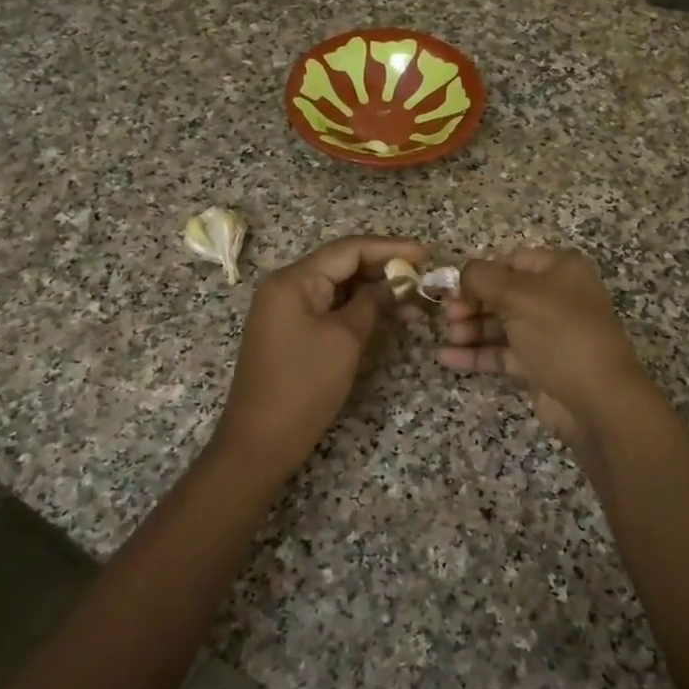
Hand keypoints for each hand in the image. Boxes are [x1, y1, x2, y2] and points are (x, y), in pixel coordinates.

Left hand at [211, 234, 427, 482]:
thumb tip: (398, 282)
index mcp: (293, 280)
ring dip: (373, 289)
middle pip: (341, 264)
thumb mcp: (345, 339)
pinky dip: (357, 307)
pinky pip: (328, 307)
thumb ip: (372, 303)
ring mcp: (285, 309)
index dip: (390, 248)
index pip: (348, 249)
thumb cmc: (304, 386)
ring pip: (337, 286)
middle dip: (383, 268)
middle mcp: (286, 286)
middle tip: (422, 277)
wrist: (261, 440)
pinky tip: (385, 314)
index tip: (427, 255)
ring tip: (412, 297)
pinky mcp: (290, 330)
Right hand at [435, 247, 653, 446]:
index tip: (452, 288)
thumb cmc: (560, 333)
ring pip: (500, 324)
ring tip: (448, 336)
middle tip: (447, 316)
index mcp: (560, 269)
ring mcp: (547, 333)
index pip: (511, 261)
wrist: (597, 399)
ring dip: (470, 328)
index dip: (481, 272)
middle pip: (502, 293)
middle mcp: (555, 297)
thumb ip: (482, 278)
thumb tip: (461, 274)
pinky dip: (475, 353)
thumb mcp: (518, 295)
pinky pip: (501, 353)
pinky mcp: (538, 365)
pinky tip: (445, 357)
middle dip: (471, 302)